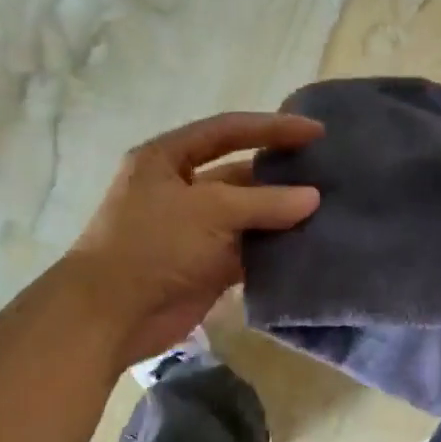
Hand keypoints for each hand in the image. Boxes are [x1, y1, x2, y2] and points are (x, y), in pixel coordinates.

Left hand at [67, 111, 321, 364]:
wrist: (113, 313)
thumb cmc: (153, 244)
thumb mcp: (210, 211)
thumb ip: (265, 202)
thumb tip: (313, 198)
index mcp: (167, 159)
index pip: (228, 131)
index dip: (272, 128)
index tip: (316, 133)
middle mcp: (181, 190)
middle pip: (240, 175)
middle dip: (281, 176)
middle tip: (328, 176)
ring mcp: (194, 231)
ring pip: (247, 217)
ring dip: (281, 217)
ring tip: (328, 213)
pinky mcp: (206, 267)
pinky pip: (247, 253)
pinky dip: (273, 252)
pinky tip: (307, 248)